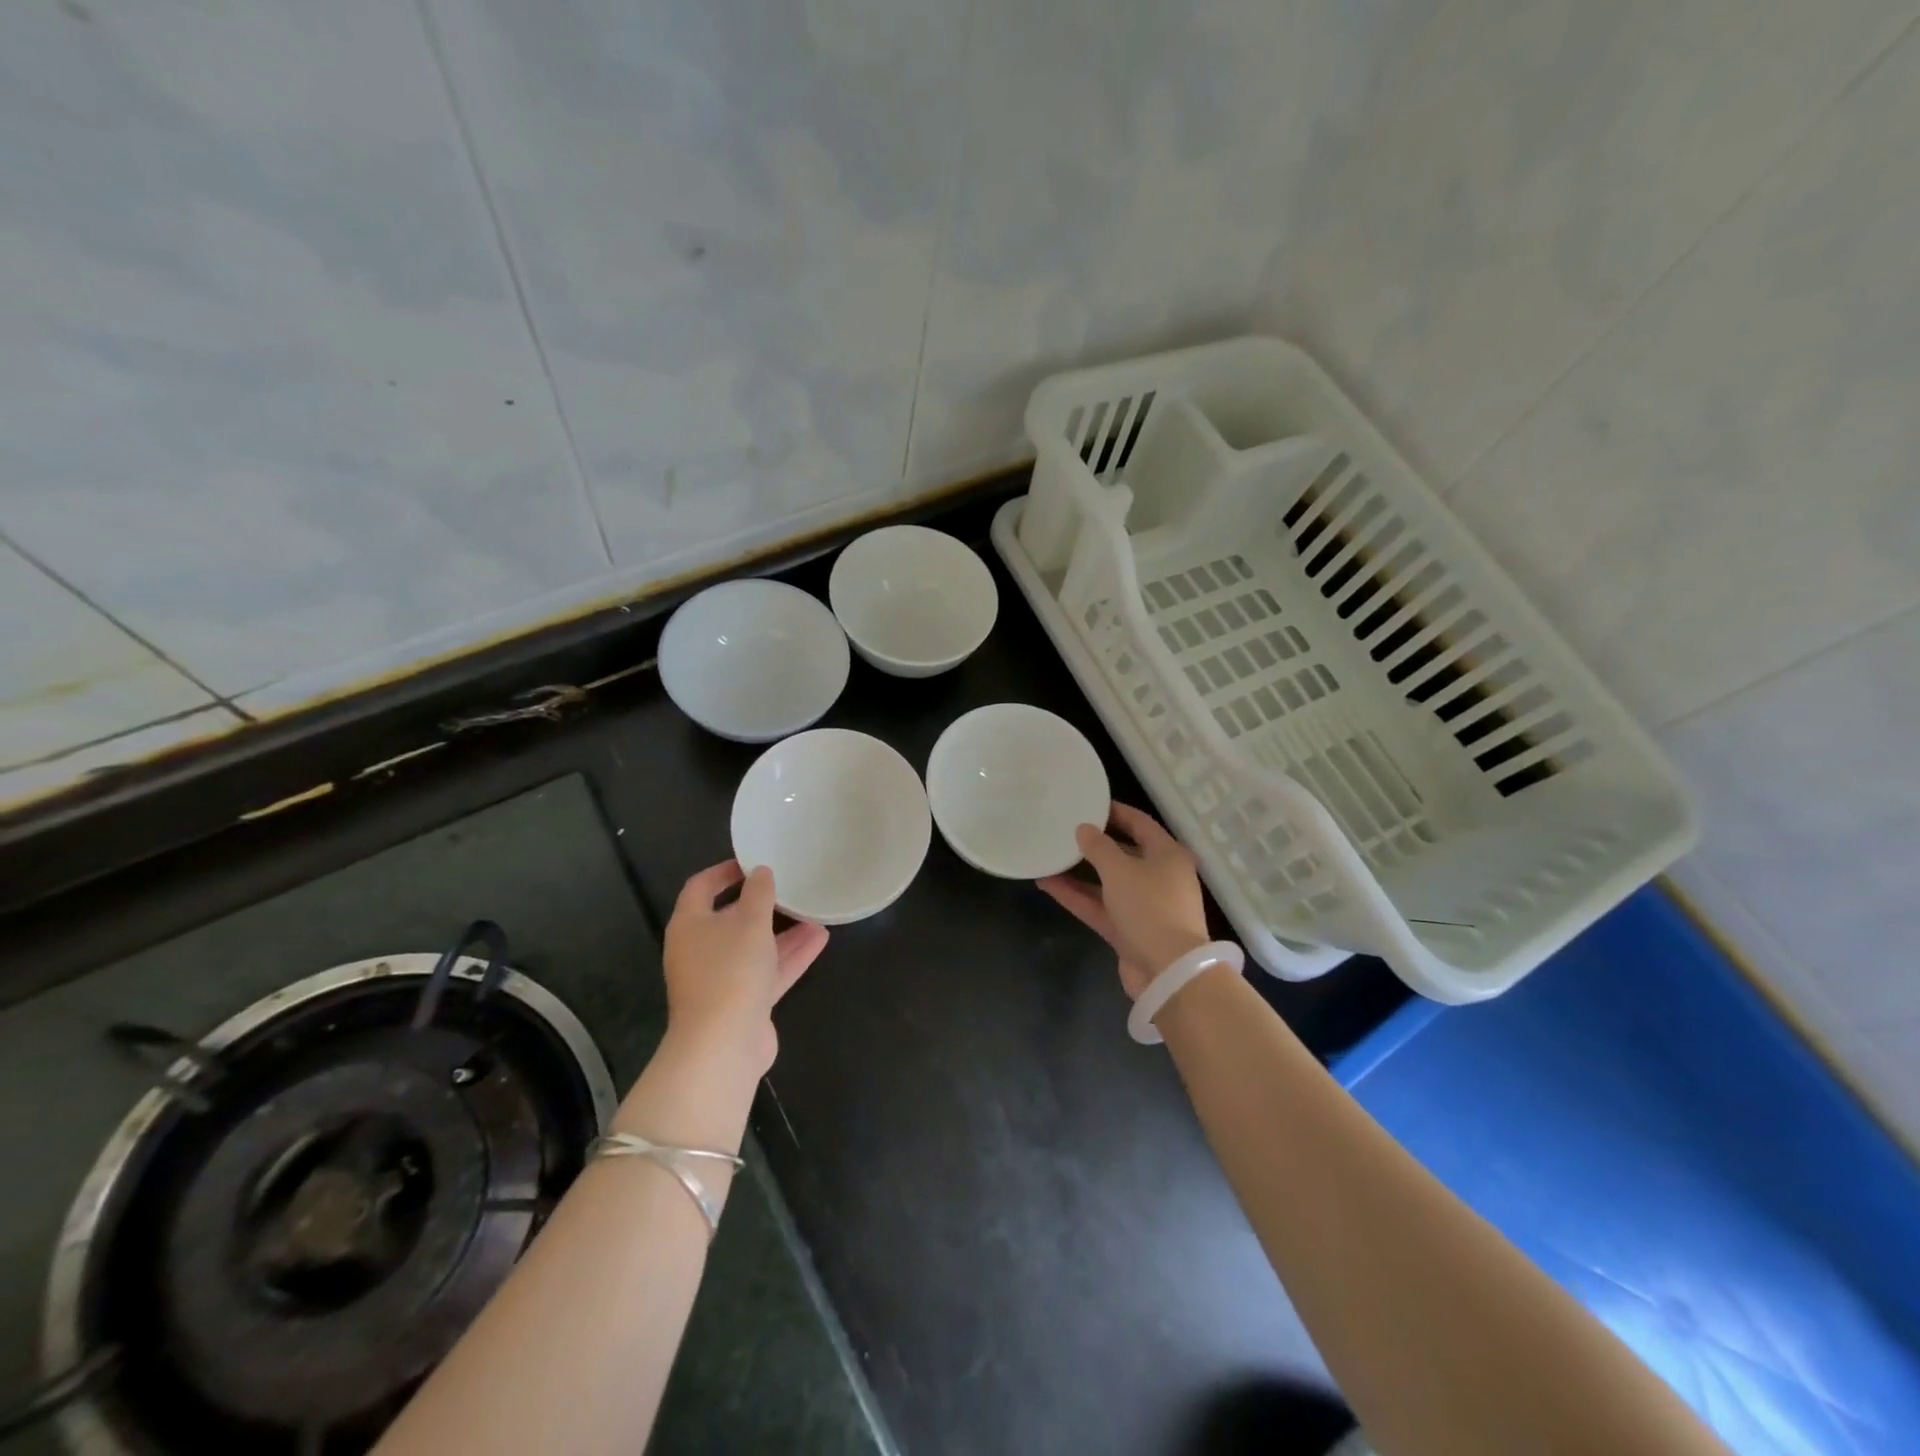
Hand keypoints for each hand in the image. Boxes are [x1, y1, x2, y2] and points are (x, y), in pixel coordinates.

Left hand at [662, 860, 829, 1075]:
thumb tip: (761, 872)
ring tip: (814, 911)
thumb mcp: (749, 923)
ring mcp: (721, 979)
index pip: (701, 887)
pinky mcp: (743, 1003)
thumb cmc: (730, 971)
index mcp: (690, 925)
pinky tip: (820, 940)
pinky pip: (768, 971)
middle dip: (761, 904)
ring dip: (782, 931)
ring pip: (754, 947)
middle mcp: (700, 950)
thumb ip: (758, 894)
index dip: (725, 871)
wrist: (723, 1046)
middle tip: (789, 886)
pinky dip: (790, 956)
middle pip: (730, 919)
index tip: (753, 861)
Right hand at [1037, 802, 1209, 999]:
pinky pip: (1100, 906)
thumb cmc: (1149, 907)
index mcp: (1168, 855)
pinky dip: (1077, 896)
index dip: (1114, 812)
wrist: (1168, 971)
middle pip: (1124, 852)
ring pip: (1107, 882)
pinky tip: (1047, 883)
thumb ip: (1098, 847)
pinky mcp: (1129, 930)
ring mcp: (1144, 906)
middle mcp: (1159, 877)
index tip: (1087, 803)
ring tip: (1049, 855)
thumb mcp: (1120, 870)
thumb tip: (1084, 829)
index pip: (1140, 823)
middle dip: (1094, 843)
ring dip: (1079, 871)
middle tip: (1065, 829)